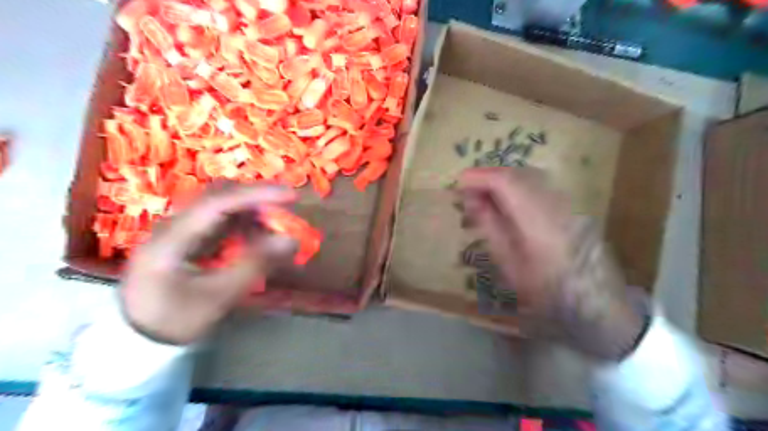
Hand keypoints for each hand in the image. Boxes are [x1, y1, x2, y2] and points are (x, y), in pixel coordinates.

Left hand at [121, 183, 295, 344]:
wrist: (138, 336)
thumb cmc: (176, 319)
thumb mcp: (218, 297)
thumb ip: (255, 265)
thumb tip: (291, 239)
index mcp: (173, 237)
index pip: (218, 202)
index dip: (257, 194)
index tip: (291, 195)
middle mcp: (175, 224)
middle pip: (220, 195)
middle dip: (257, 198)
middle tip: (288, 208)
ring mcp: (180, 228)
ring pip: (222, 205)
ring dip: (253, 210)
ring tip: (276, 227)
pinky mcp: (188, 236)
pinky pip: (221, 219)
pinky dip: (245, 223)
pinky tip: (257, 237)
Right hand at [458, 167, 643, 361]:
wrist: (599, 306)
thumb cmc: (547, 294)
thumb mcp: (510, 265)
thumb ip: (491, 226)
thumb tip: (472, 199)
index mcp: (538, 221)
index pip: (506, 182)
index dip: (480, 177)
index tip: (459, 182)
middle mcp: (556, 203)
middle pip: (519, 173)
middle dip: (489, 175)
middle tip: (468, 189)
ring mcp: (569, 203)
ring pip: (530, 176)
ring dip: (503, 179)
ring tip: (483, 194)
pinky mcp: (573, 207)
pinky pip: (540, 185)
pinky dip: (518, 186)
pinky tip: (507, 202)